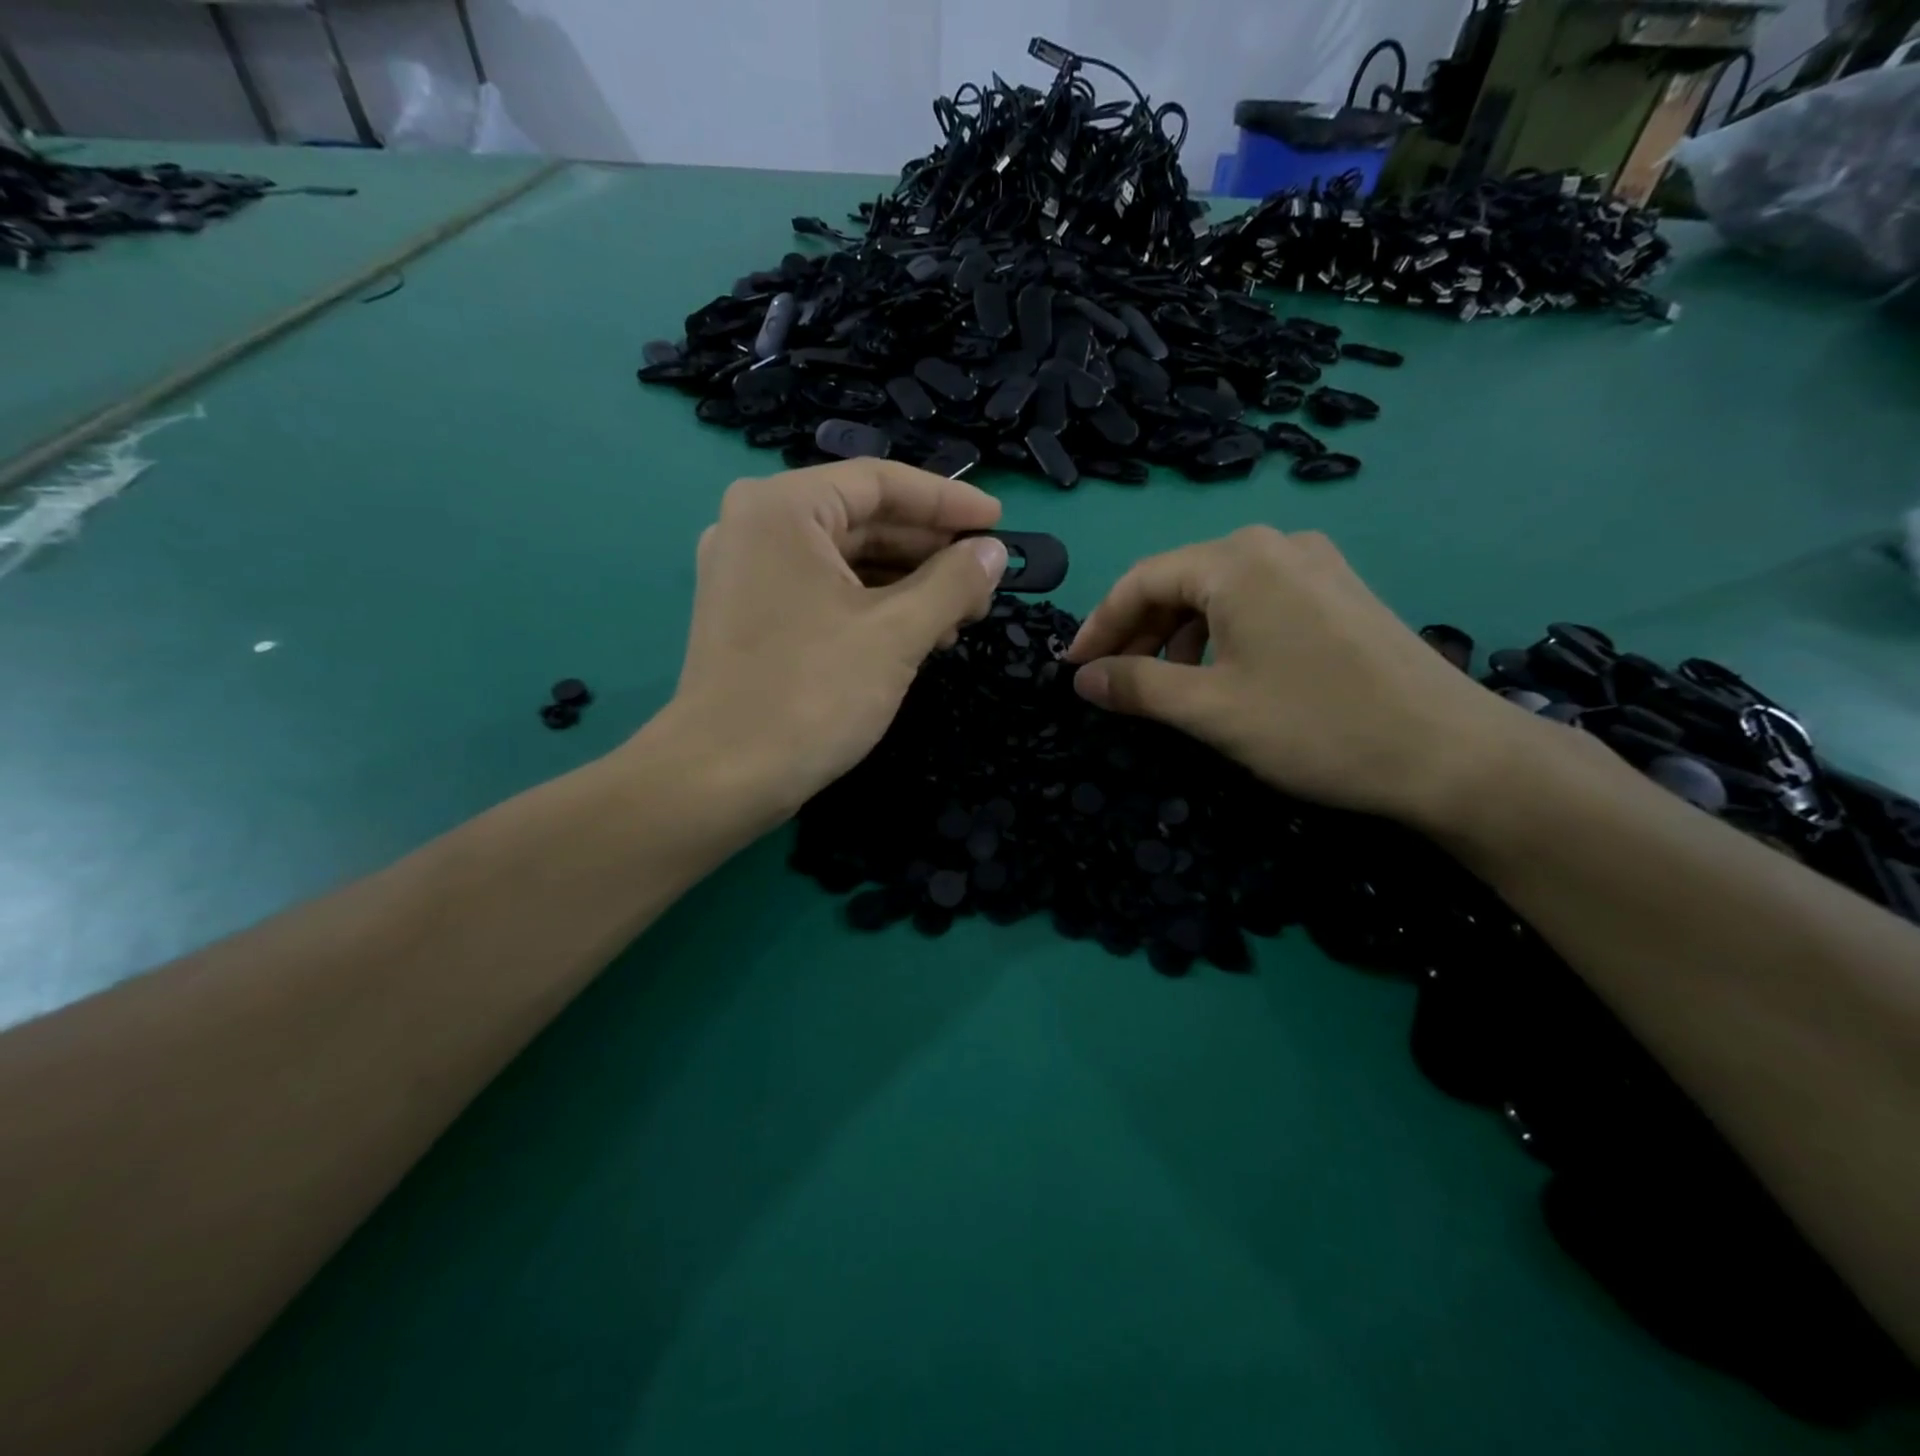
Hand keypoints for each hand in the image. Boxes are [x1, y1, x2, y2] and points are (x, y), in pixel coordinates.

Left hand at [646, 461, 1007, 826]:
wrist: (721, 777)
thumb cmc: (811, 694)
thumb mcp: (896, 634)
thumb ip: (953, 583)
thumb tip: (995, 553)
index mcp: (783, 508)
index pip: (881, 483)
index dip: (949, 501)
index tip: (1000, 523)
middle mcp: (757, 525)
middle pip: (864, 520)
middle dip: (931, 551)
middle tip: (986, 580)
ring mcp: (748, 571)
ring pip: (846, 560)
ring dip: (908, 584)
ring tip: (960, 617)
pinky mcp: (751, 613)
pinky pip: (825, 590)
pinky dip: (873, 606)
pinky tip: (917, 635)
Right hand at [1065, 526, 1534, 828]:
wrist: (1451, 754)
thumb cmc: (1316, 726)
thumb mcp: (1210, 710)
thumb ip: (1137, 686)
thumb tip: (1083, 678)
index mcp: (1237, 560)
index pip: (1141, 580)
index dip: (1099, 625)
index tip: (1072, 669)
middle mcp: (1275, 545)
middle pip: (1179, 581)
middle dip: (1138, 632)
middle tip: (1111, 681)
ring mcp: (1314, 565)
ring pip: (1218, 593)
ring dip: (1178, 636)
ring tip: (1164, 684)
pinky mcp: (1339, 592)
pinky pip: (1257, 602)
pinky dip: (1221, 634)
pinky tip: (1221, 673)